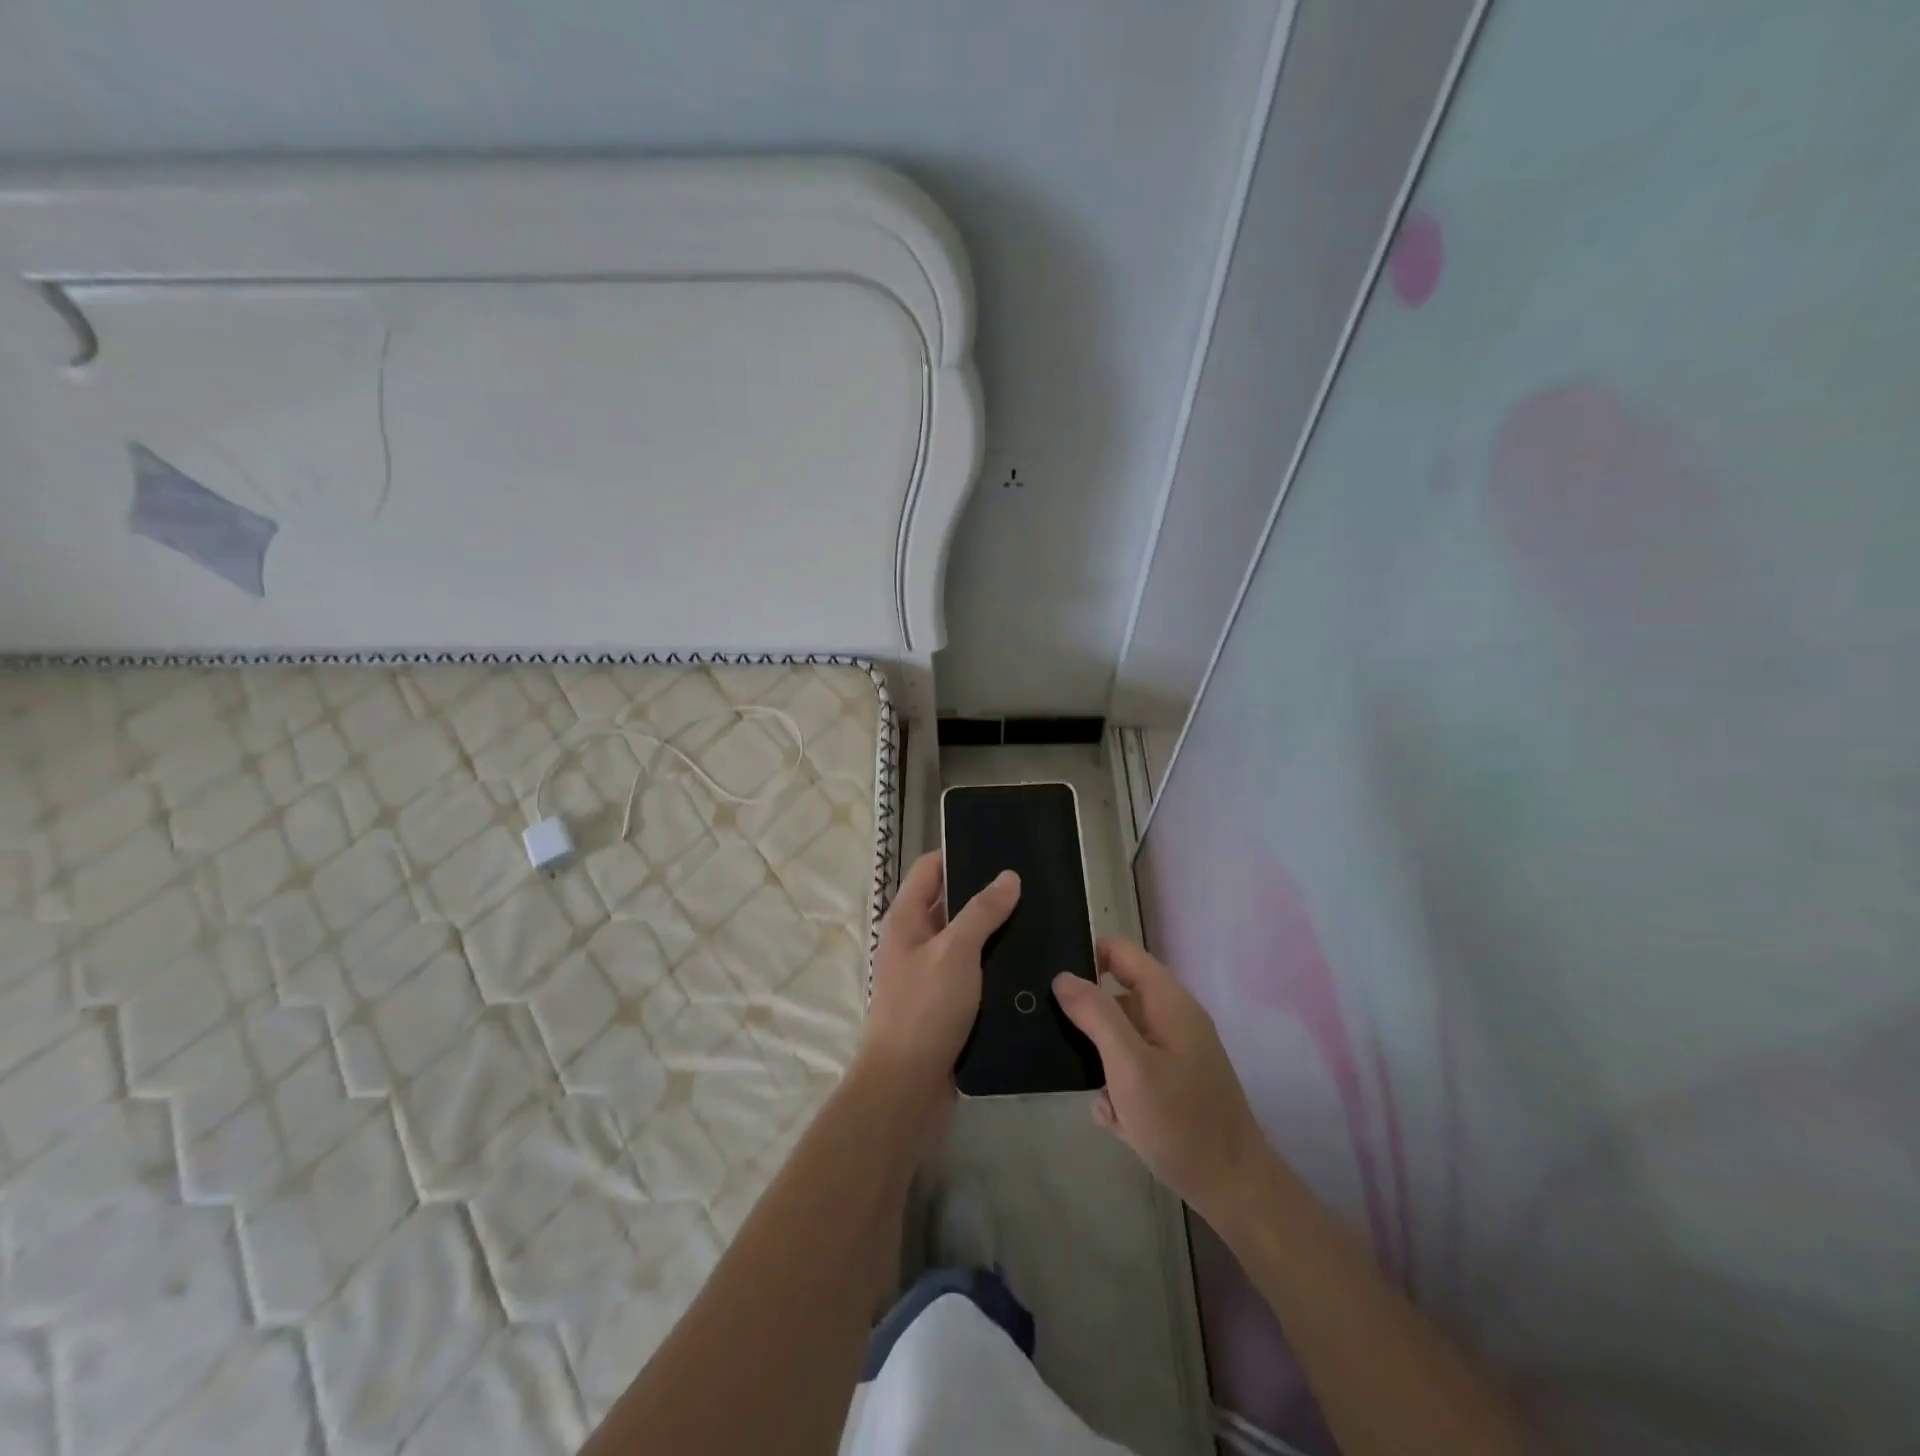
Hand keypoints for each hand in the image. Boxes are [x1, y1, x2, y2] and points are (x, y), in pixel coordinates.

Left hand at [860, 850, 1019, 1113]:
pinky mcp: (946, 1004)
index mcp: (905, 919)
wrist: (907, 1089)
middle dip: (985, 893)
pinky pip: (973, 972)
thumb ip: (981, 911)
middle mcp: (914, 941)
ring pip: (965, 940)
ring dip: (994, 931)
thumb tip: (1008, 876)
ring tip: (1039, 917)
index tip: (1001, 848)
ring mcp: (929, 974)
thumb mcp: (955, 952)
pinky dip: (994, 964)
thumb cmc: (924, 1009)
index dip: (960, 853)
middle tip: (1032, 884)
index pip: (930, 868)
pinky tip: (1029, 962)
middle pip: (950, 902)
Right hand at [1053, 938, 1269, 1225]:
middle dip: (1086, 1017)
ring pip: (1119, 1037)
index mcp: (1167, 1001)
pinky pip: (1131, 1070)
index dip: (1085, 956)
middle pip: (1116, 994)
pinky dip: (1117, 1089)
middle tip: (1053, 1037)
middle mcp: (1172, 1018)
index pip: (1119, 951)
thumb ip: (1096, 1015)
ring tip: (1091, 1093)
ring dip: (1099, 1061)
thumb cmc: (1181, 1122)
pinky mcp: (1172, 1083)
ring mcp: (1174, 1051)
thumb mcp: (1129, 1066)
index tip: (1052, 983)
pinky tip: (1114, 1120)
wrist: (1234, 1191)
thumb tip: (1063, 977)